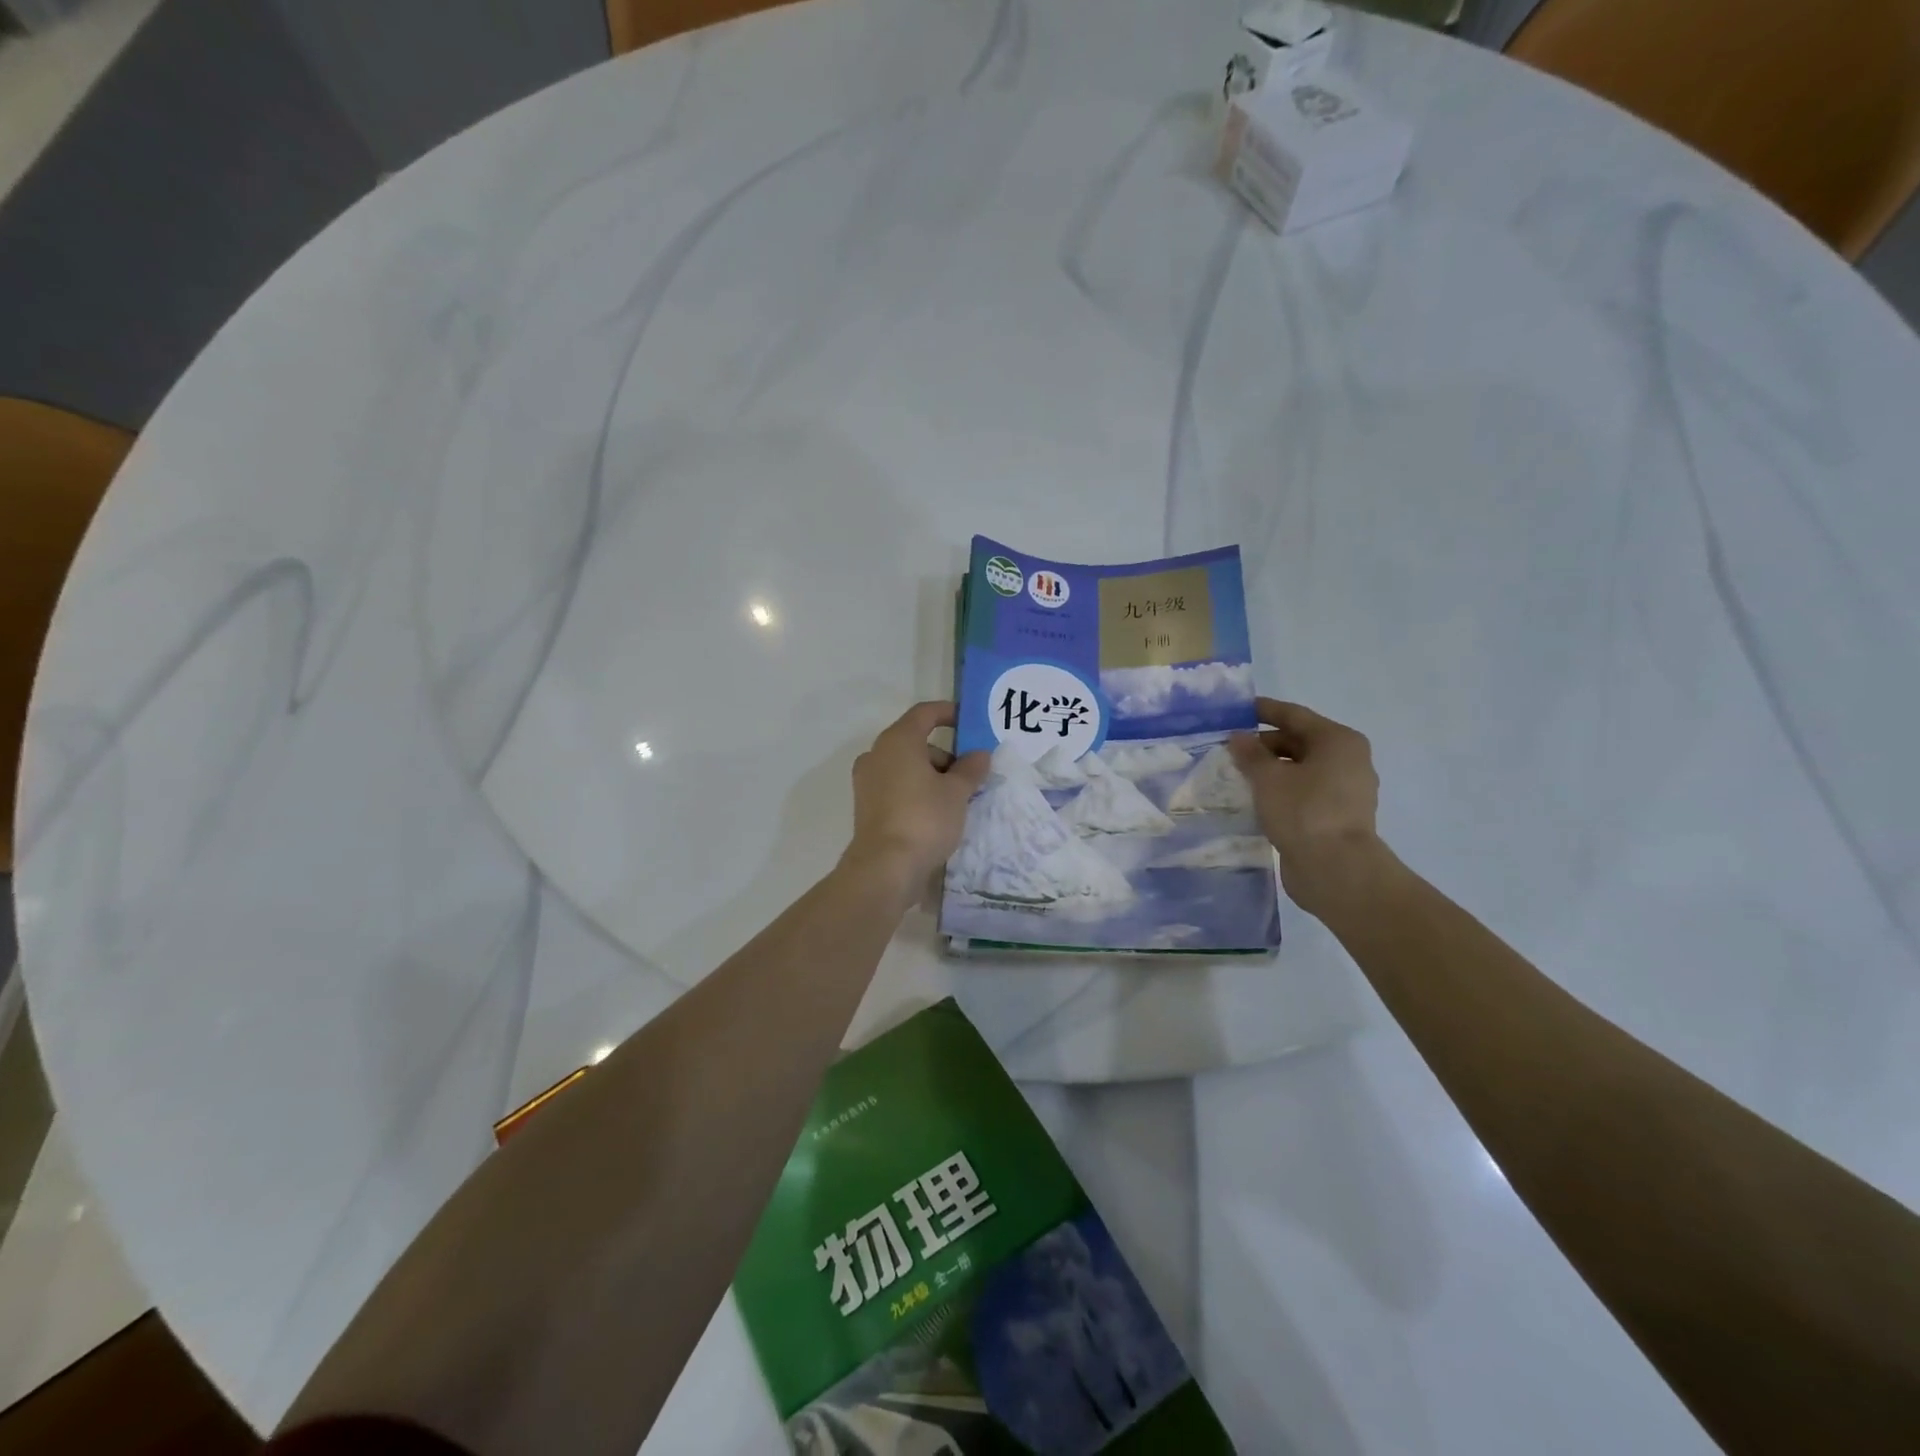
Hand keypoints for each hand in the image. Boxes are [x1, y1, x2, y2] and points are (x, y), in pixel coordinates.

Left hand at [843, 701, 991, 898]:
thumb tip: (979, 754)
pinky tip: (936, 814)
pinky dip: (917, 791)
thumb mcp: (956, 792)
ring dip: (932, 776)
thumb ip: (971, 768)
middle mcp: (877, 754)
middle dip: (946, 755)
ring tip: (957, 800)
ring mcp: (867, 781)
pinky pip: (897, 787)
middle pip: (916, 742)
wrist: (885, 868)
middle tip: (971, 776)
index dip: (948, 713)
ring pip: (906, 767)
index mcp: (898, 741)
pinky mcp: (866, 806)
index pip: (924, 713)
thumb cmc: (924, 819)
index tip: (969, 722)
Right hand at [1229, 698, 1386, 917]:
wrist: (1336, 870)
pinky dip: (1280, 791)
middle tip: (1228, 748)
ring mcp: (1344, 791)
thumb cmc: (1304, 812)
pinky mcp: (1336, 816)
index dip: (1263, 710)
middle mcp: (1347, 760)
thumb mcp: (1268, 778)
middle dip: (1263, 744)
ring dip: (1270, 770)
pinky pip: (1302, 793)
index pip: (1294, 715)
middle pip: (1298, 742)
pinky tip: (1254, 798)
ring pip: (1299, 770)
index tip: (1236, 710)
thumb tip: (1238, 737)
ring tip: (1236, 774)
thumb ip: (1250, 754)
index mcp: (1338, 741)